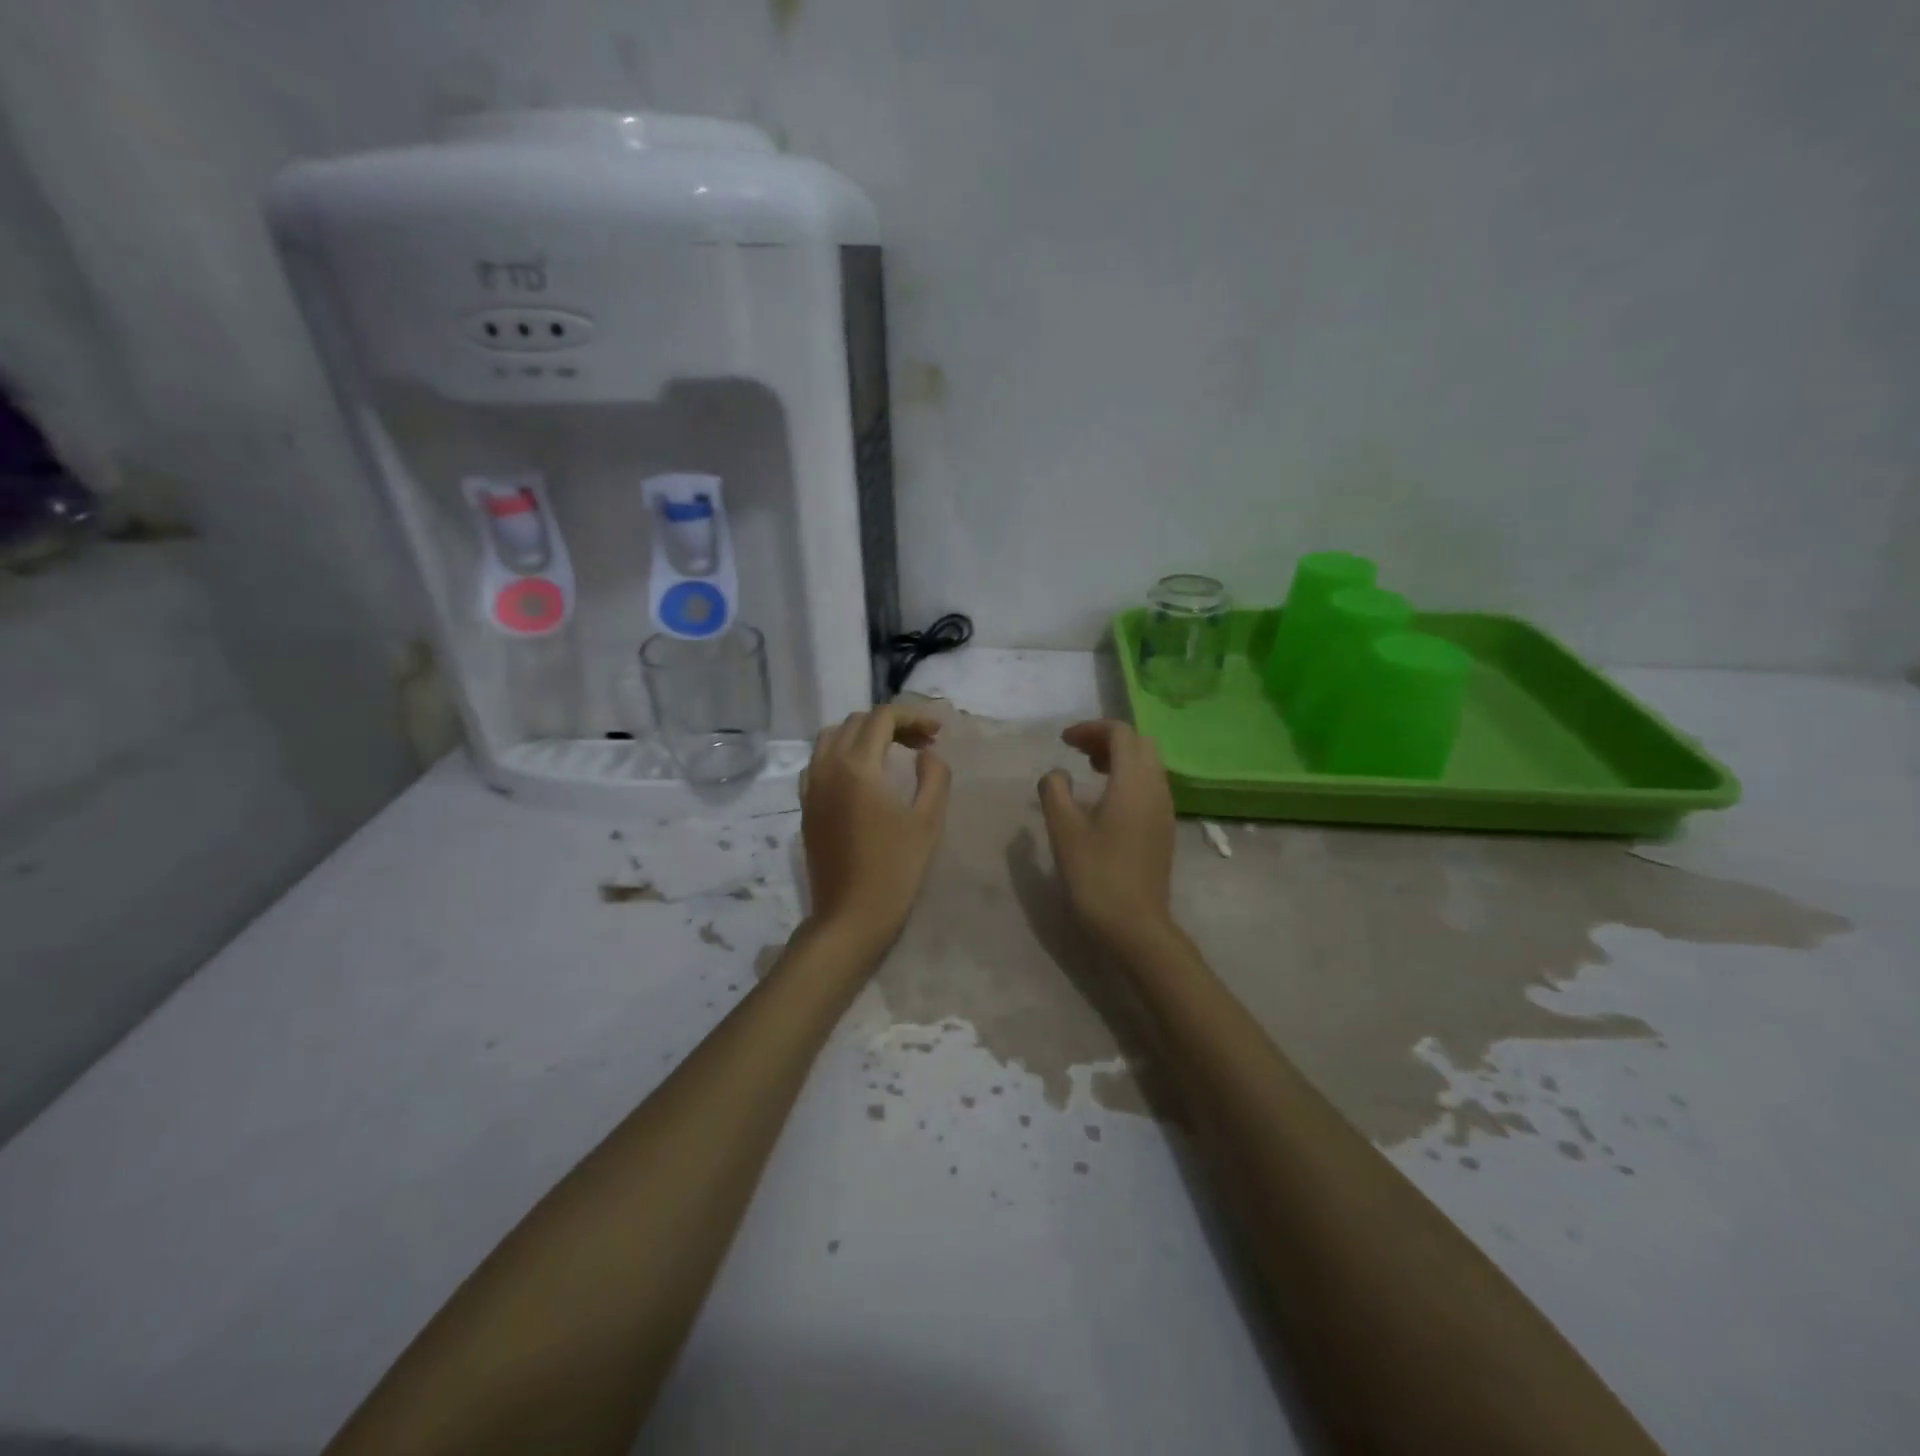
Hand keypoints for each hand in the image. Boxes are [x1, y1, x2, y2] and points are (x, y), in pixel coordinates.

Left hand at [800, 704, 951, 953]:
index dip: (913, 717)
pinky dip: (841, 755)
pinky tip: (862, 776)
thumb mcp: (927, 821)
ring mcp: (811, 787)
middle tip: (922, 743)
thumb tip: (927, 754)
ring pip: (831, 738)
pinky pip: (819, 763)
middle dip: (891, 724)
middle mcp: (826, 768)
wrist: (850, 916)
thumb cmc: (895, 869)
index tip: (937, 732)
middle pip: (856, 722)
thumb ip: (934, 776)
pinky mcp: (806, 806)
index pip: (882, 718)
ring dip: (863, 735)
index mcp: (856, 767)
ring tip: (892, 753)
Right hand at [1037, 720, 1176, 947]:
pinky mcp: (1164, 828)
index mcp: (1133, 781)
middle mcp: (1156, 787)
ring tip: (1089, 769)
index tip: (1063, 741)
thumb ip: (1055, 791)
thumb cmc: (1096, 874)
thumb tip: (1057, 774)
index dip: (1091, 729)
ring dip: (1120, 757)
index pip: (1120, 733)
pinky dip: (1128, 777)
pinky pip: (1150, 785)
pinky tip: (1106, 799)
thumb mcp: (1064, 829)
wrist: (1136, 924)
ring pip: (1148, 764)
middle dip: (1108, 739)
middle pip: (1139, 744)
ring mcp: (1164, 809)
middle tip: (1077, 751)